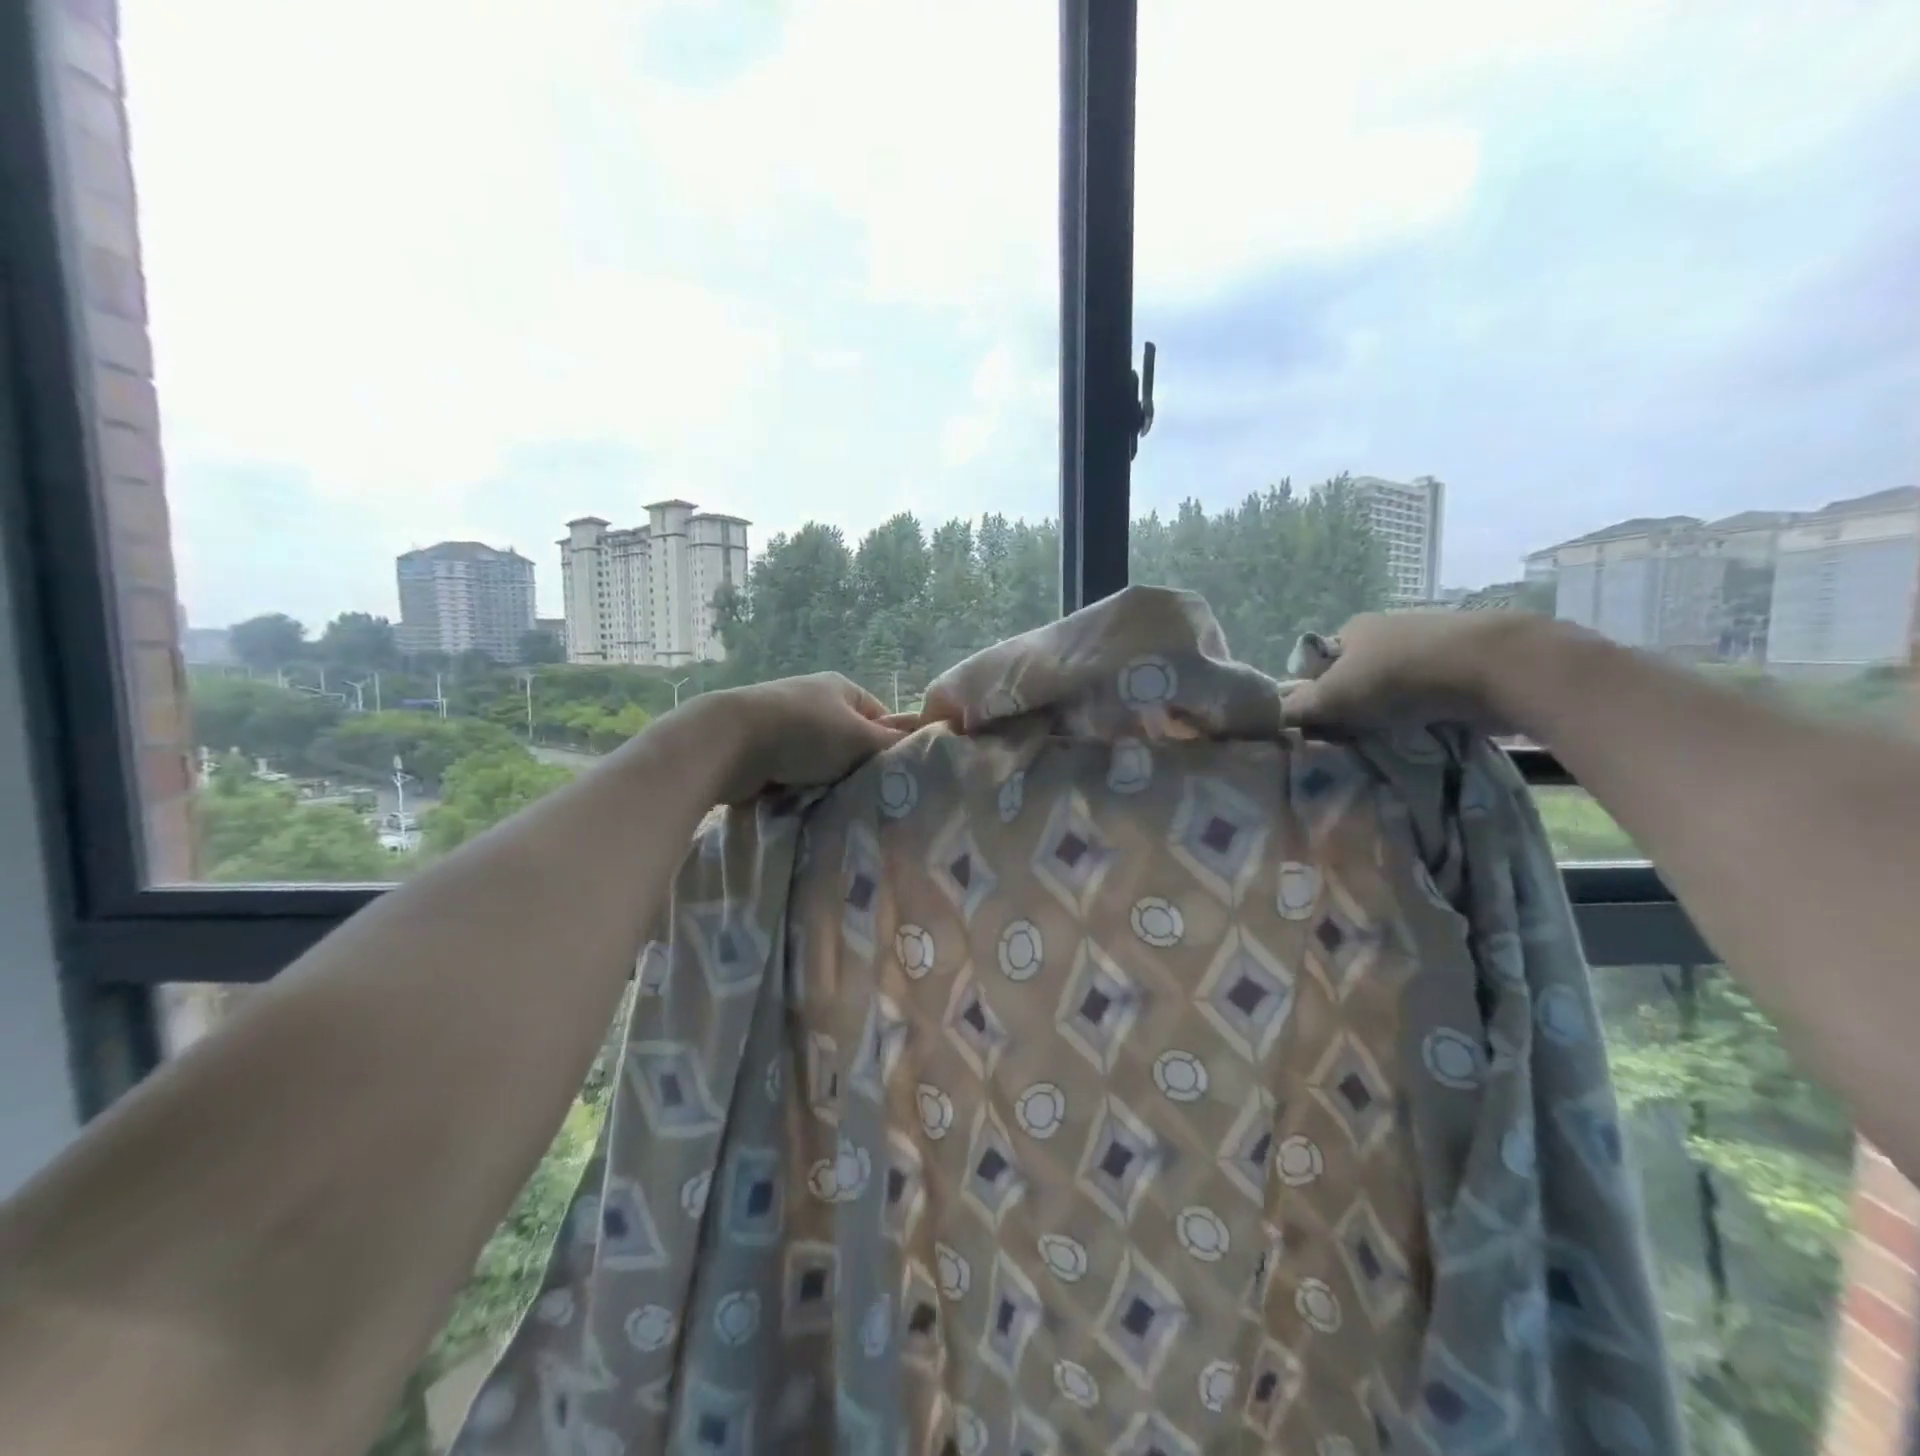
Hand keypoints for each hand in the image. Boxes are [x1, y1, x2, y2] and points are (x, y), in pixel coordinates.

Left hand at [689, 673, 907, 802]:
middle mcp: (814, 701)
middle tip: (868, 794)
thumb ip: (891, 743)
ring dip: (827, 781)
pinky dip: (799, 787)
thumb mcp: (859, 738)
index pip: (880, 716)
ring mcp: (785, 724)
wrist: (730, 742)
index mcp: (841, 688)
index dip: (889, 744)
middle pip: (849, 740)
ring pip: (821, 760)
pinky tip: (804, 803)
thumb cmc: (804, 733)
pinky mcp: (762, 748)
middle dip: (856, 767)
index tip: (893, 774)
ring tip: (835, 802)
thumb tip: (922, 743)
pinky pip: (793, 772)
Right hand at [1280, 610, 1550, 734]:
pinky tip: (1424, 731)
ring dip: (1388, 712)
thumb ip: (1298, 708)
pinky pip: (1428, 694)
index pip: (1317, 665)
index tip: (1320, 725)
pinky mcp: (1463, 664)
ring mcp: (1428, 644)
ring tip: (1389, 740)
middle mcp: (1387, 629)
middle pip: (1355, 676)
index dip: (1313, 695)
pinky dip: (1423, 712)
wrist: (1496, 667)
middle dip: (1352, 706)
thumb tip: (1269, 718)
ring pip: (1393, 686)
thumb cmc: (1401, 676)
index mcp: (1352, 629)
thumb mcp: (1335, 696)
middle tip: (1351, 739)